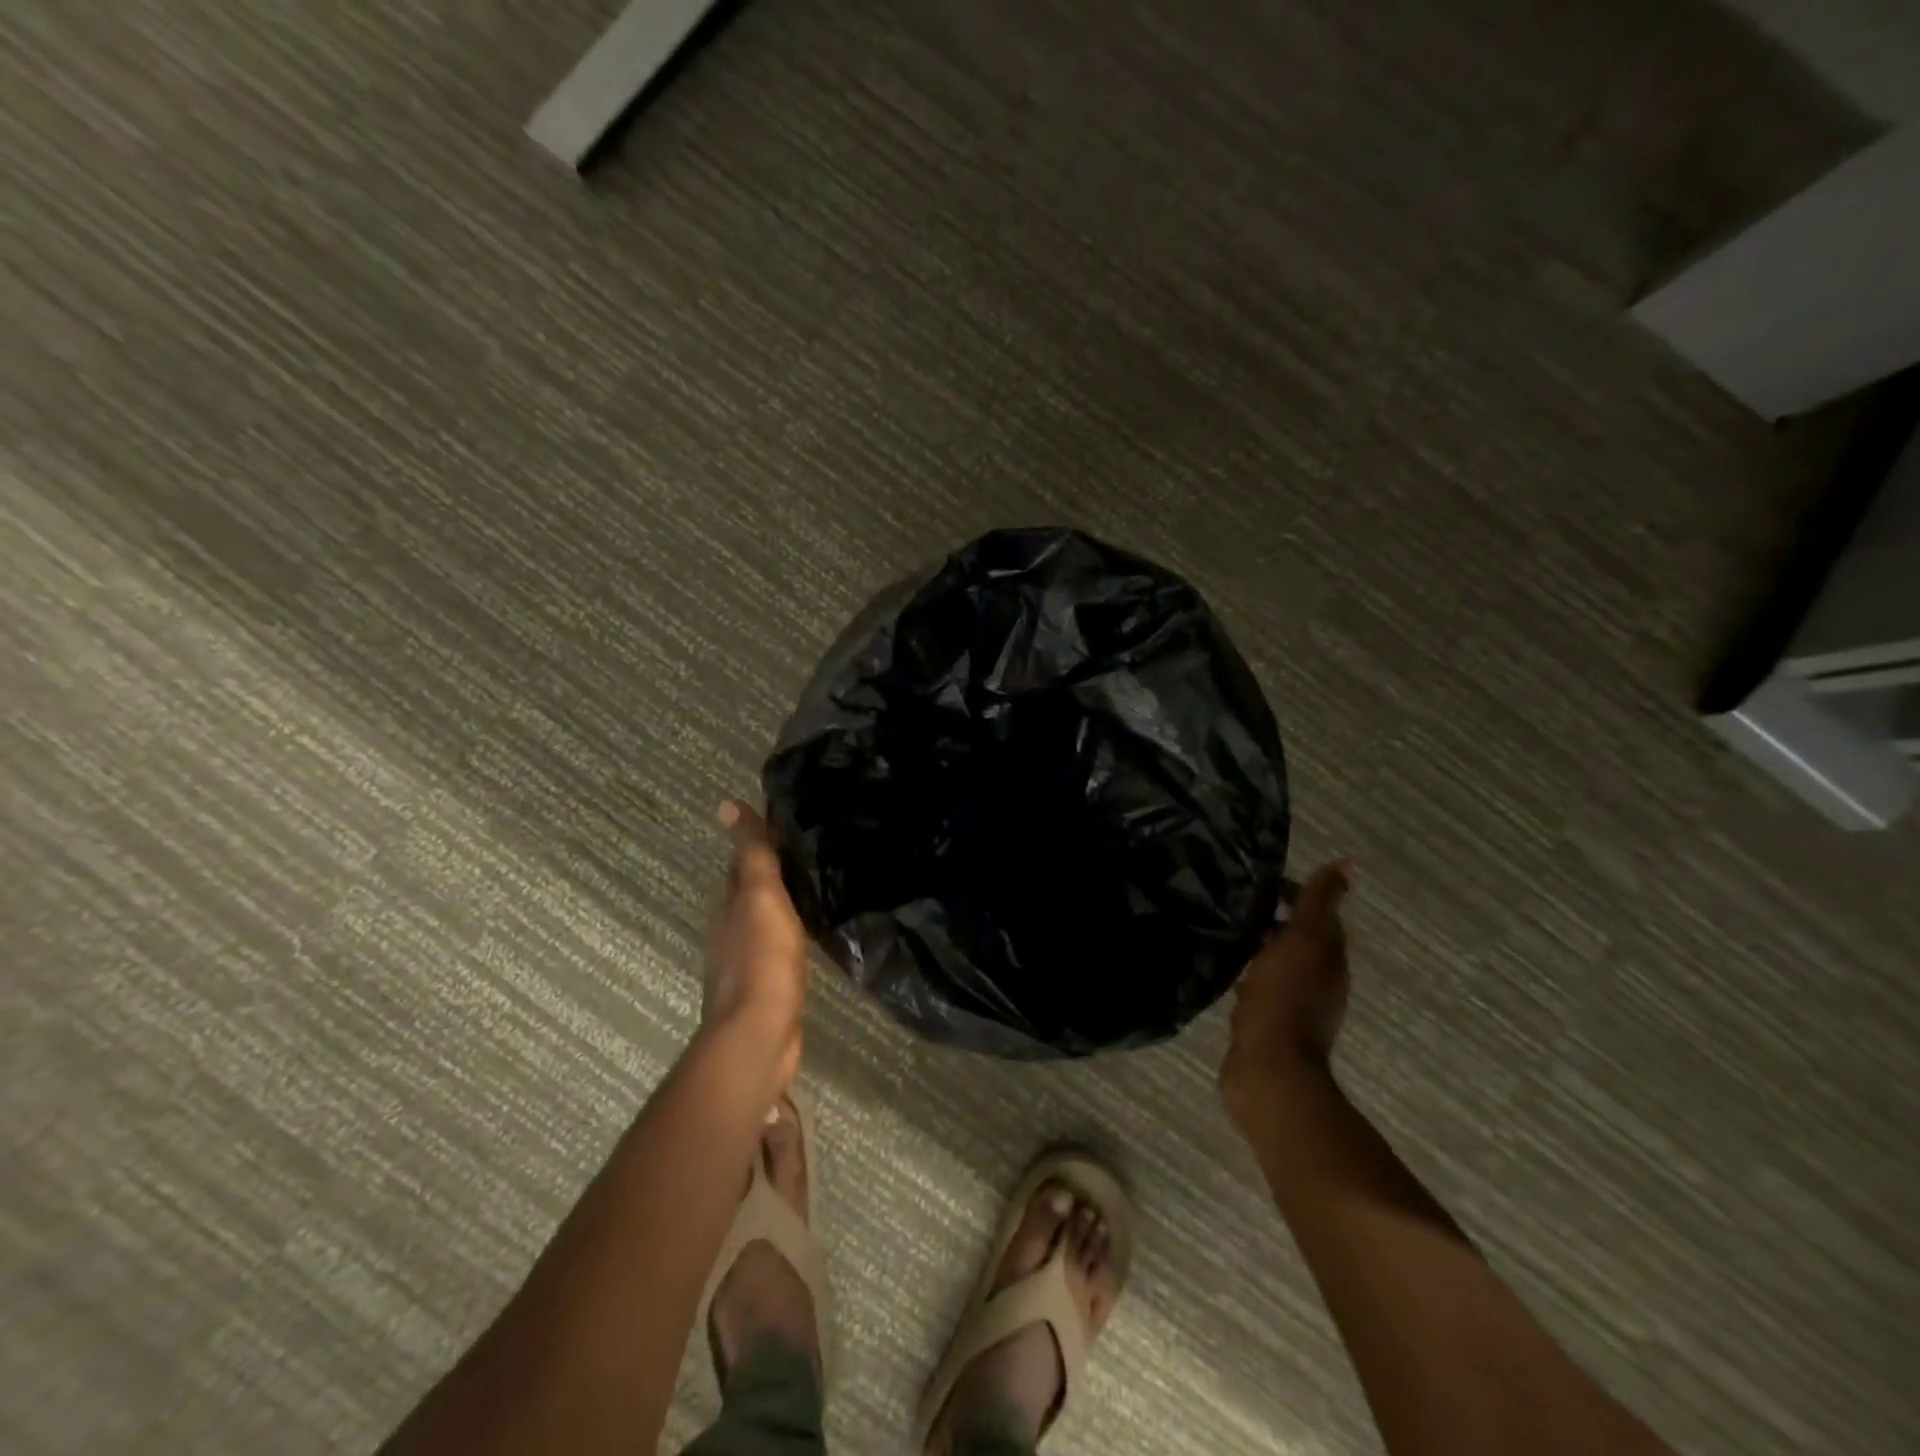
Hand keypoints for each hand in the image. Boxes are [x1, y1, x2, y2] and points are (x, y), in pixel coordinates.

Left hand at [704, 801, 810, 1084]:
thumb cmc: (761, 959)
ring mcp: (747, 963)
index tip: (792, 827)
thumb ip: (751, 853)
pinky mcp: (767, 989)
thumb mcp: (760, 895)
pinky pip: (779, 951)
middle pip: (751, 894)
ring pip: (766, 922)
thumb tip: (726, 803)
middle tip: (813, 855)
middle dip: (774, 875)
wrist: (760, 1035)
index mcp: (727, 906)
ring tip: (818, 891)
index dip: (761, 844)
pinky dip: (792, 937)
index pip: (742, 864)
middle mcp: (730, 932)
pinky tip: (812, 937)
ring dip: (784, 907)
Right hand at [1219, 861, 1352, 1133]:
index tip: (1260, 880)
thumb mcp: (1302, 941)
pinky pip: (1258, 989)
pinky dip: (1247, 975)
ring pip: (1277, 963)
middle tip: (1237, 900)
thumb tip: (1348, 864)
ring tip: (1227, 929)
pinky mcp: (1266, 1023)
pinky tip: (1225, 971)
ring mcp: (1292, 1004)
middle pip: (1298, 939)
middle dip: (1273, 918)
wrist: (1269, 1070)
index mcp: (1328, 958)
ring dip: (1259, 947)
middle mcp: (1316, 980)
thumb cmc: (1284, 999)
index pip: (1318, 915)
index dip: (1294, 894)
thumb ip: (1318, 904)